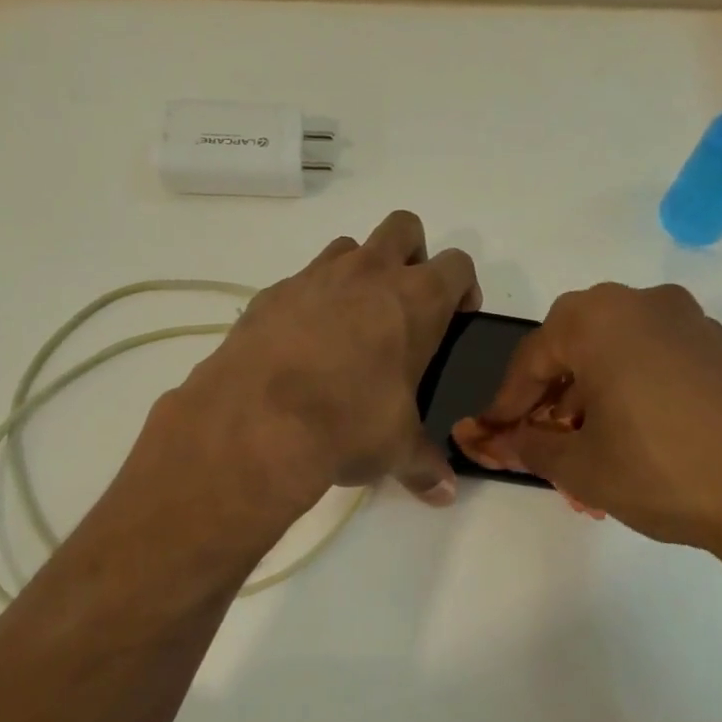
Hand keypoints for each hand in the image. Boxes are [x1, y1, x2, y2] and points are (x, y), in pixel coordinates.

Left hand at [174, 211, 479, 509]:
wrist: (258, 420)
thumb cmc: (348, 424)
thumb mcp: (395, 448)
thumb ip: (424, 464)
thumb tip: (443, 493)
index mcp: (416, 300)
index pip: (458, 265)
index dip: (463, 288)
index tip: (457, 316)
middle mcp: (369, 274)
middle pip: (404, 228)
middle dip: (412, 255)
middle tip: (404, 306)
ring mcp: (316, 277)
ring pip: (349, 248)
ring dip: (359, 273)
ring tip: (351, 325)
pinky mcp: (271, 293)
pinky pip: (301, 282)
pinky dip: (309, 302)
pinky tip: (301, 346)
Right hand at [451, 283, 721, 621]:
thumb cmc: (663, 472)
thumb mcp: (581, 465)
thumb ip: (527, 445)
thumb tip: (494, 440)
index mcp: (599, 318)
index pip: (531, 359)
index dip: (506, 404)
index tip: (492, 437)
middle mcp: (644, 303)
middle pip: (574, 348)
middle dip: (550, 399)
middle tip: (543, 442)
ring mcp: (691, 322)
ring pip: (617, 355)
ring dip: (591, 399)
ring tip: (588, 453)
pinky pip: (656, 362)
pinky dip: (631, 393)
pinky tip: (634, 440)